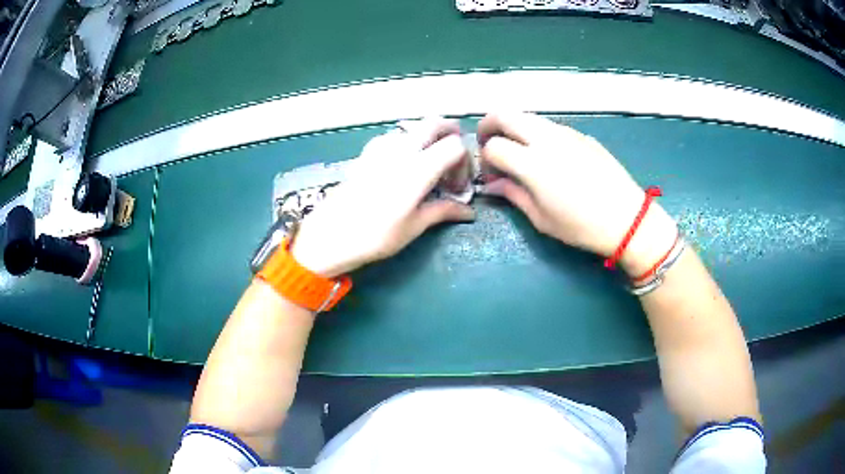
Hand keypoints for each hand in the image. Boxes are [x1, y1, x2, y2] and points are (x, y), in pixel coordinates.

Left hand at [290, 118, 474, 277]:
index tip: (458, 185)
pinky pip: (394, 136)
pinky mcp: (366, 152)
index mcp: (418, 168)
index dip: (464, 163)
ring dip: (428, 139)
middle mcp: (401, 149)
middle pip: (435, 123)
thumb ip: (443, 211)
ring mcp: (380, 147)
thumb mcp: (414, 226)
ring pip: (414, 127)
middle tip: (453, 162)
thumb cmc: (375, 235)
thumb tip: (468, 212)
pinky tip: (402, 167)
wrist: (330, 235)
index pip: (455, 146)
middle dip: (451, 136)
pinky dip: (407, 143)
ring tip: (428, 167)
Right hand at [478, 112, 676, 275]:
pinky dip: (536, 133)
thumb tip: (492, 184)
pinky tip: (547, 155)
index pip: (493, 146)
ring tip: (517, 149)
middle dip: (489, 125)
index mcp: (532, 163)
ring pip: (527, 116)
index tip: (490, 173)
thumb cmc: (581, 226)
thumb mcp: (541, 218)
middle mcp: (545, 139)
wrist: (626, 218)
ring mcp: (565, 132)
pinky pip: (549, 125)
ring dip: (513, 127)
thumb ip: (512, 194)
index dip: (485, 158)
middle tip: (488, 143)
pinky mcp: (580, 134)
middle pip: (504, 115)